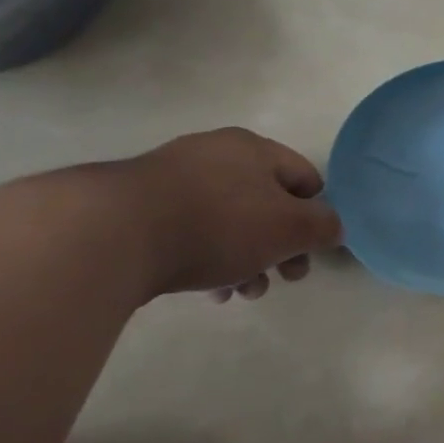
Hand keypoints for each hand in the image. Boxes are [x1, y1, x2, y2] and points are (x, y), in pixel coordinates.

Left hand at [107, 128, 343, 301]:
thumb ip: (323, 227)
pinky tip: (206, 290)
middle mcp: (214, 154)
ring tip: (240, 293)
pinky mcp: (136, 207)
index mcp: (254, 149)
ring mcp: (170, 178)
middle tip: (282, 279)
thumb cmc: (219, 224)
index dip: (316, 216)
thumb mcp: (291, 228)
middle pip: (266, 204)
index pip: (306, 179)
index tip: (310, 251)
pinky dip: (206, 258)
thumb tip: (332, 228)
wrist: (110, 236)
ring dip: (245, 259)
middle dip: (279, 247)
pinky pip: (189, 232)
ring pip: (228, 222)